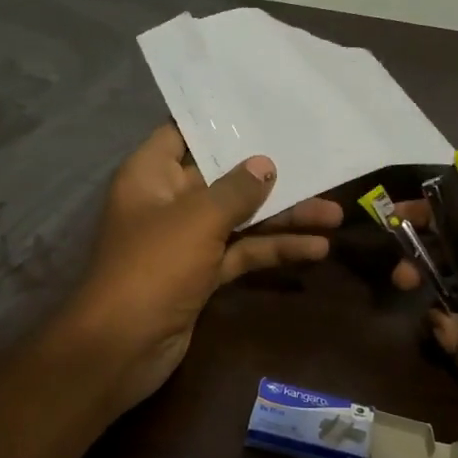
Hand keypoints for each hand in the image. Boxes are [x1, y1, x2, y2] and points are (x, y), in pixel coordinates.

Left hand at [65, 125, 342, 413]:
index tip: (262, 109)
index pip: (182, 133)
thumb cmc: (153, 267)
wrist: (123, 347)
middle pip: (222, 179)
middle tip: (317, 164)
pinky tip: (315, 248)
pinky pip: (240, 253)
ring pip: (238, 220)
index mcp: (150, 175)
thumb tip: (265, 164)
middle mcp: (167, 203)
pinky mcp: (201, 275)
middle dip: (268, 176)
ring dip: (282, 218)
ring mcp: (185, 241)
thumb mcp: (197, 219)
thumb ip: (235, 190)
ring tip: (334, 214)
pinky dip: (272, 251)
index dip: (218, 122)